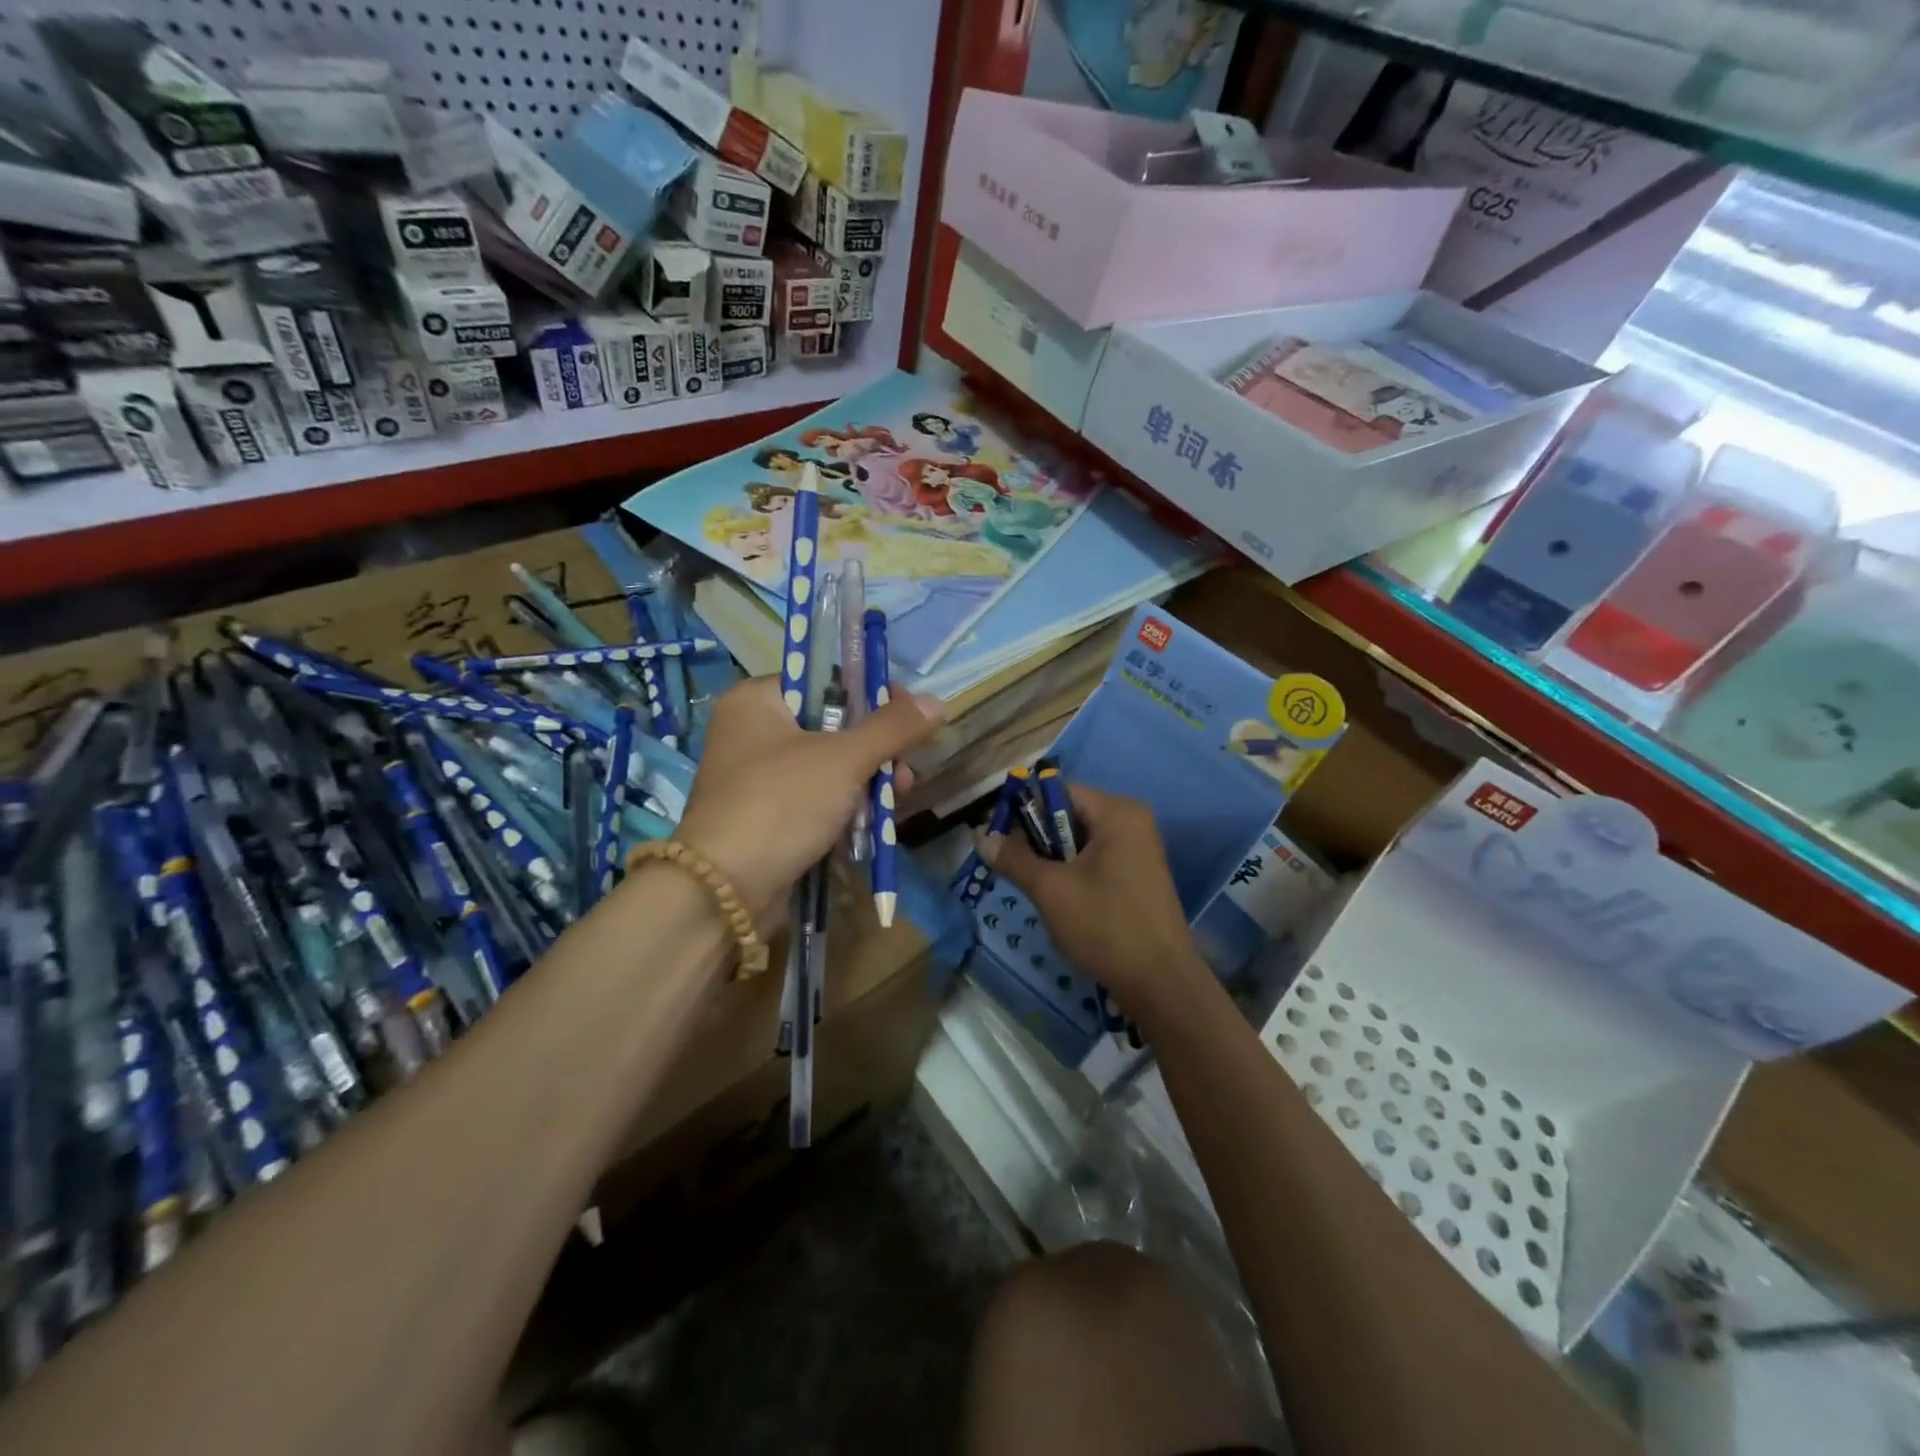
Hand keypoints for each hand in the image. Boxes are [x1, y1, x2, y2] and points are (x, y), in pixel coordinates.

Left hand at [672, 677, 942, 921]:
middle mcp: (752, 732)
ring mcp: (757, 778)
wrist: (726, 890)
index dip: (871, 693)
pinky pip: (816, 798)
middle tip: (907, 765)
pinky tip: (876, 817)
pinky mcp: (767, 817)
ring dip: (869, 779)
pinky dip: (846, 805)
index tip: (909, 714)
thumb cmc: (782, 803)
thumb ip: (892, 728)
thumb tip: (937, 702)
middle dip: (876, 746)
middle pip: (831, 724)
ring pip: (828, 765)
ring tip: (901, 795)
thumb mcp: (843, 759)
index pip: (824, 680)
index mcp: (756, 701)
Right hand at [982, 785, 1207, 1019]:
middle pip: (1069, 815)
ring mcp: (1140, 850)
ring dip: (1054, 861)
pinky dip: (1074, 874)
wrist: (1160, 983)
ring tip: (1036, 889)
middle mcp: (1133, 822)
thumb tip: (982, 837)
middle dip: (1038, 840)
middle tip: (1012, 868)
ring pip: (1081, 842)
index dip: (1024, 810)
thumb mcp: (1051, 890)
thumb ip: (1014, 859)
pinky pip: (1097, 860)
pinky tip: (1062, 902)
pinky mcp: (1140, 876)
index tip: (999, 838)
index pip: (1059, 791)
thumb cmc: (1105, 926)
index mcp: (1117, 812)